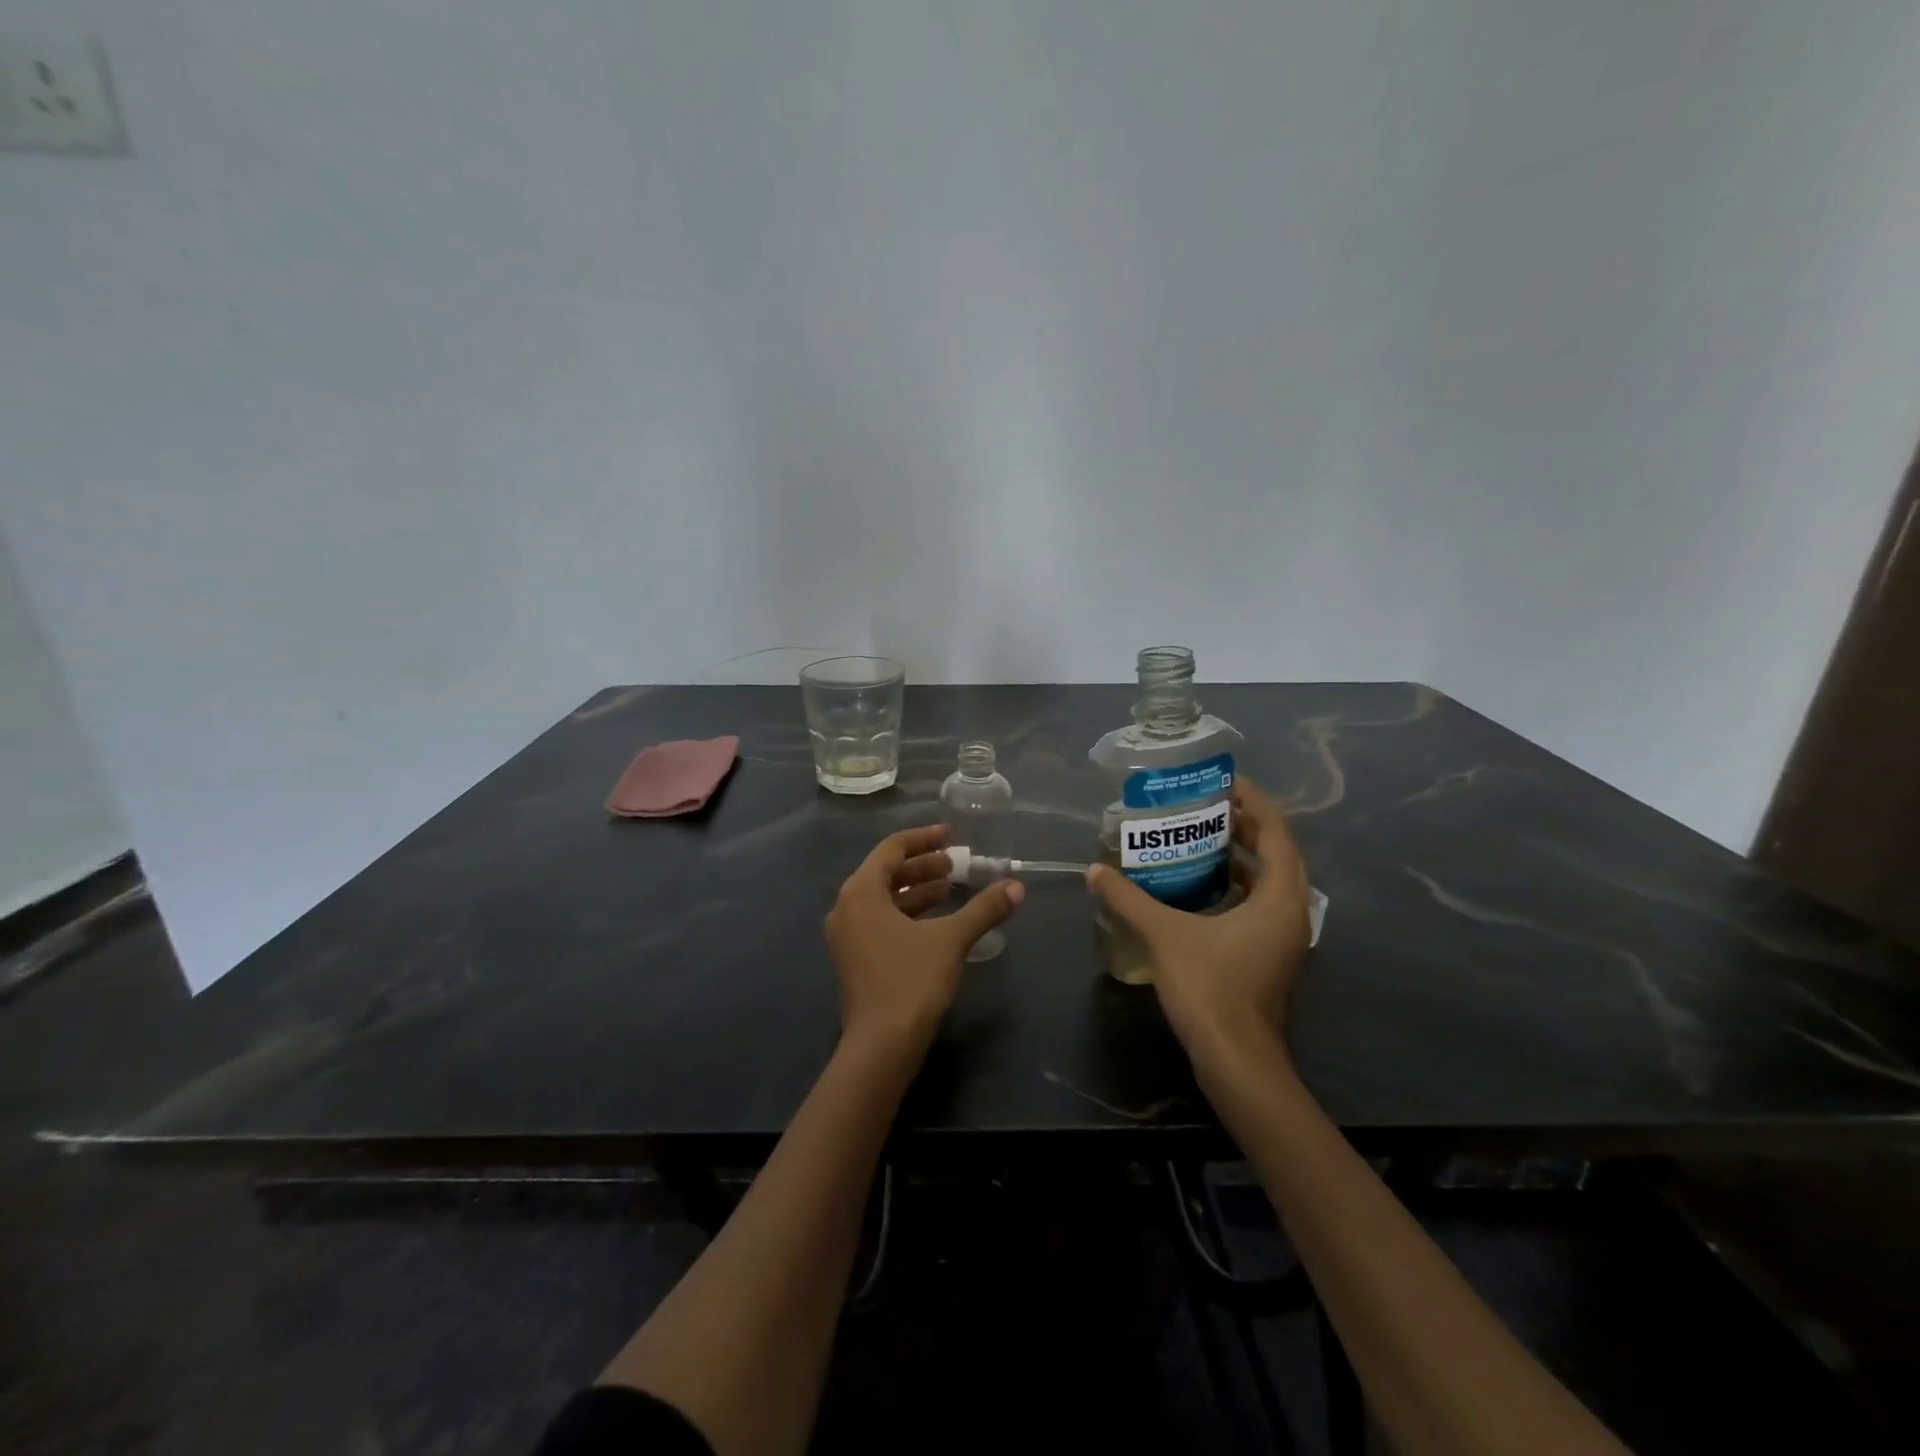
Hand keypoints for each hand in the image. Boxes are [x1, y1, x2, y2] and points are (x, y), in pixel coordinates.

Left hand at [825, 823, 1024, 1061]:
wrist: (881, 1046)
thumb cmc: (911, 981)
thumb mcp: (951, 939)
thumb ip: (984, 909)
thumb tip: (1016, 887)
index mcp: (861, 892)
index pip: (892, 849)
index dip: (923, 839)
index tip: (951, 835)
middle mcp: (847, 907)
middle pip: (886, 872)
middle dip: (922, 866)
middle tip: (956, 863)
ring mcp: (848, 936)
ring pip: (884, 899)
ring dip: (917, 890)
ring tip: (952, 887)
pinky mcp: (856, 958)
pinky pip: (882, 920)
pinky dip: (908, 913)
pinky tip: (938, 920)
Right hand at [1086, 778, 1310, 1068]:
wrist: (1238, 1063)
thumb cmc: (1212, 989)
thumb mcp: (1165, 935)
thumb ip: (1129, 899)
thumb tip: (1094, 871)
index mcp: (1280, 899)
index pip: (1277, 833)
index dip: (1254, 803)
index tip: (1226, 782)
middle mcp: (1292, 914)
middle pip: (1277, 855)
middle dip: (1246, 827)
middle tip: (1207, 806)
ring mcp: (1284, 940)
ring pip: (1270, 883)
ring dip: (1242, 858)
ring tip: (1201, 839)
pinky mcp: (1270, 958)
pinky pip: (1259, 906)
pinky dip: (1237, 888)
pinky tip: (1199, 890)